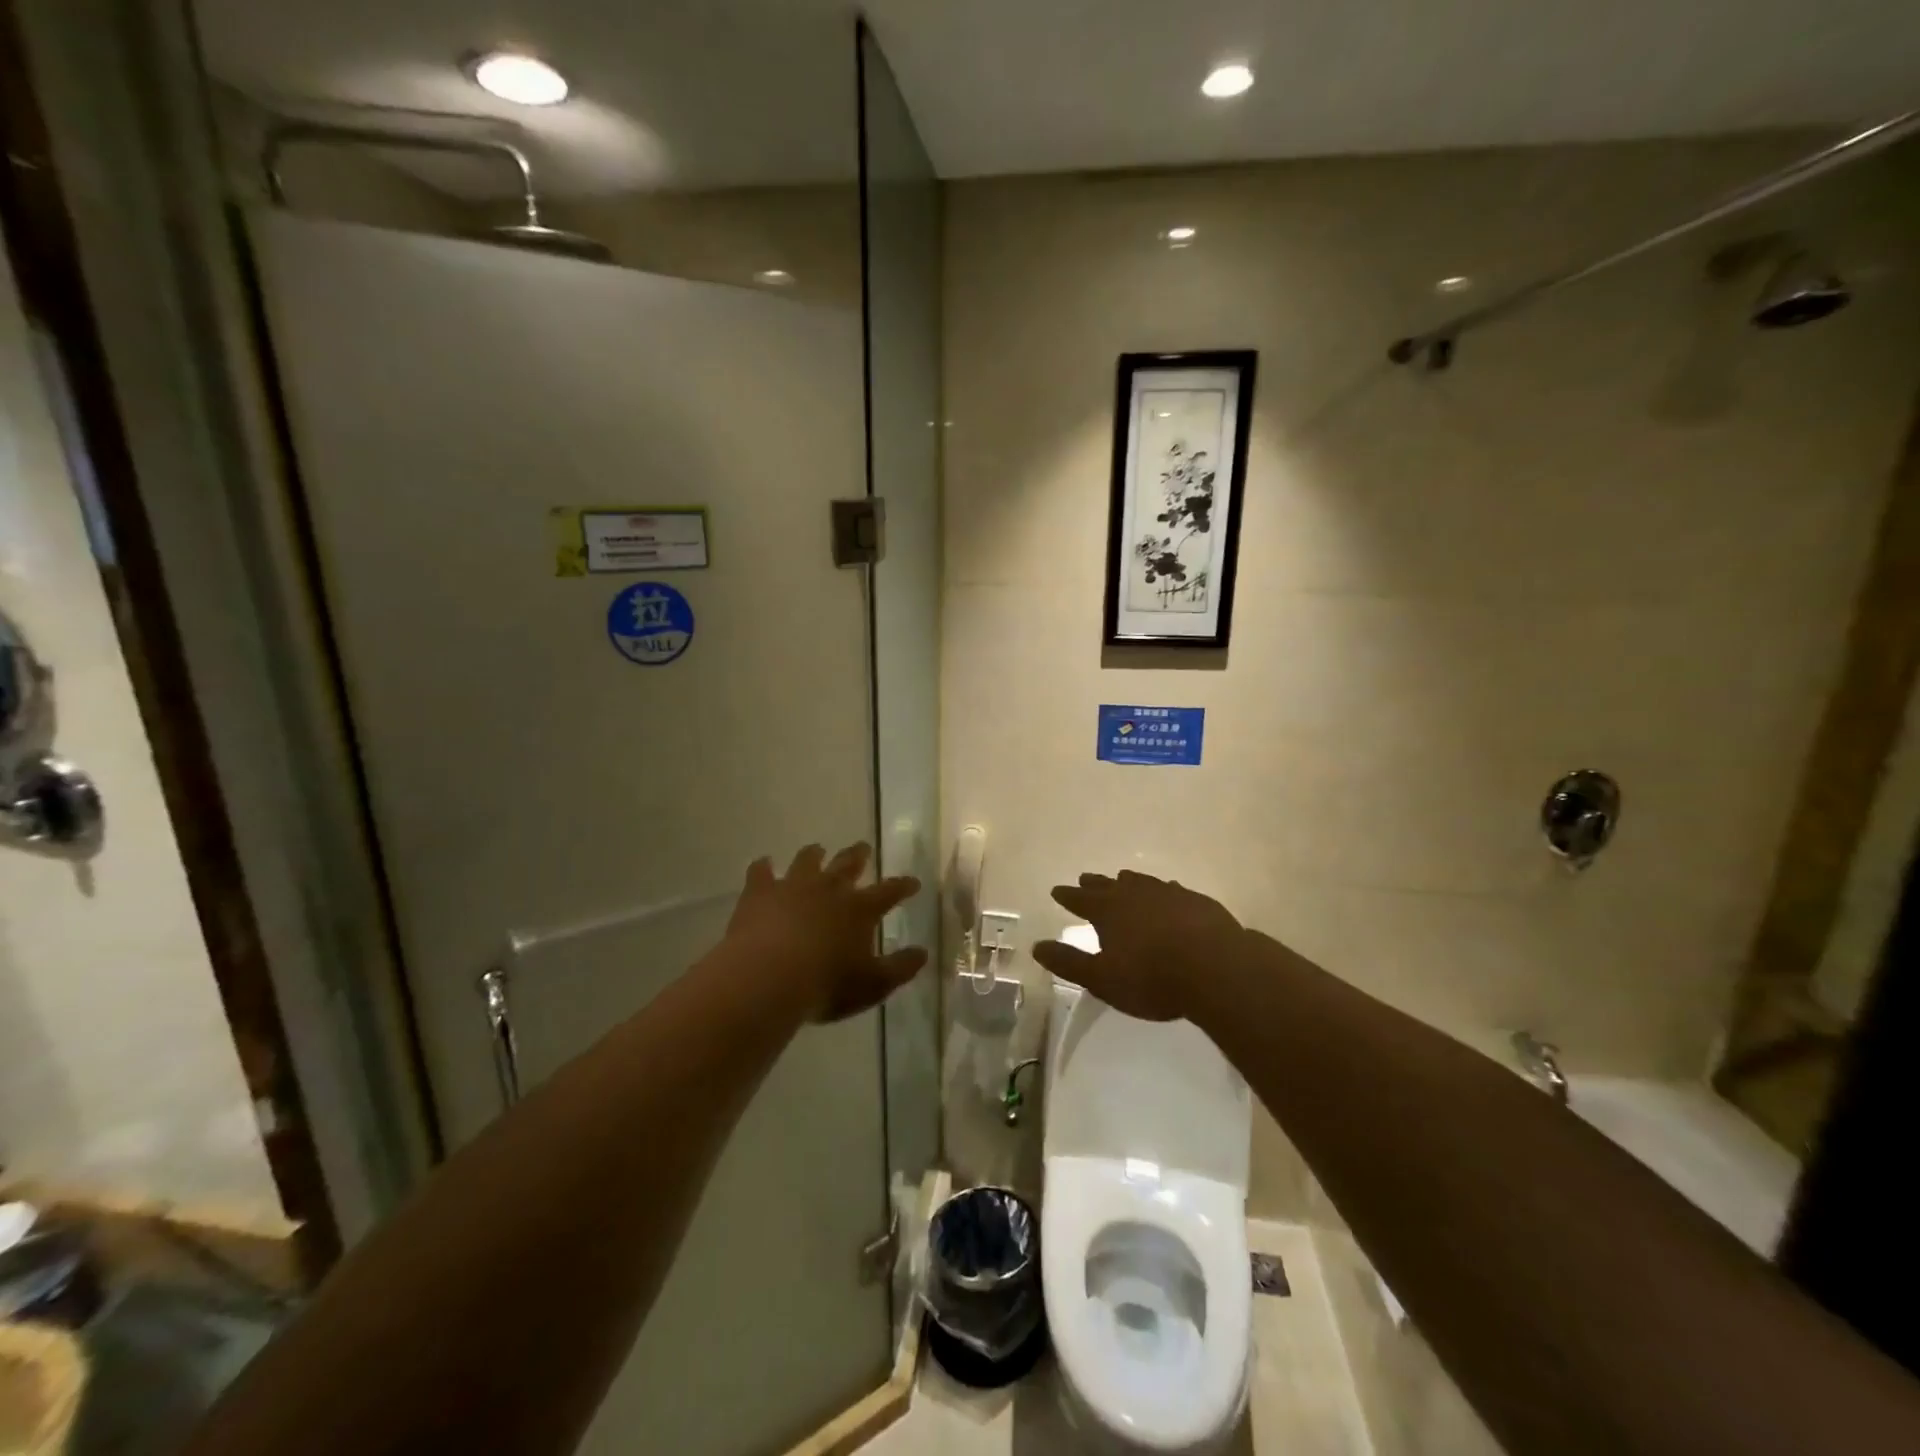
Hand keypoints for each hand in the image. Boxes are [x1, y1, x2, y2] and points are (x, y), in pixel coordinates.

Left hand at [724, 842, 926, 1022]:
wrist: (768, 977)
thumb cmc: (826, 985)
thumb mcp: (873, 984)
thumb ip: (900, 968)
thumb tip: (923, 953)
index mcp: (860, 909)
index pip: (889, 891)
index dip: (903, 886)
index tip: (913, 882)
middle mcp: (829, 888)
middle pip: (848, 864)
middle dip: (859, 855)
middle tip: (864, 848)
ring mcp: (793, 886)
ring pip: (807, 860)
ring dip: (814, 854)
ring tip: (817, 849)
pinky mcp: (760, 892)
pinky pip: (761, 872)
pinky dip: (763, 867)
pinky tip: (763, 864)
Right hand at [1031, 870, 1244, 1021]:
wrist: (1216, 968)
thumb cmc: (1152, 978)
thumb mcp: (1102, 979)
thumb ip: (1069, 963)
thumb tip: (1037, 947)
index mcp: (1108, 910)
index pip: (1080, 899)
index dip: (1068, 896)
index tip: (1057, 891)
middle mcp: (1135, 894)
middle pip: (1109, 884)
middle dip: (1095, 884)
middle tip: (1085, 878)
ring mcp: (1168, 894)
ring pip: (1141, 882)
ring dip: (1128, 881)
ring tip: (1123, 879)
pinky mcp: (1197, 901)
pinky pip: (1171, 890)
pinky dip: (1161, 891)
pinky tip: (1168, 894)